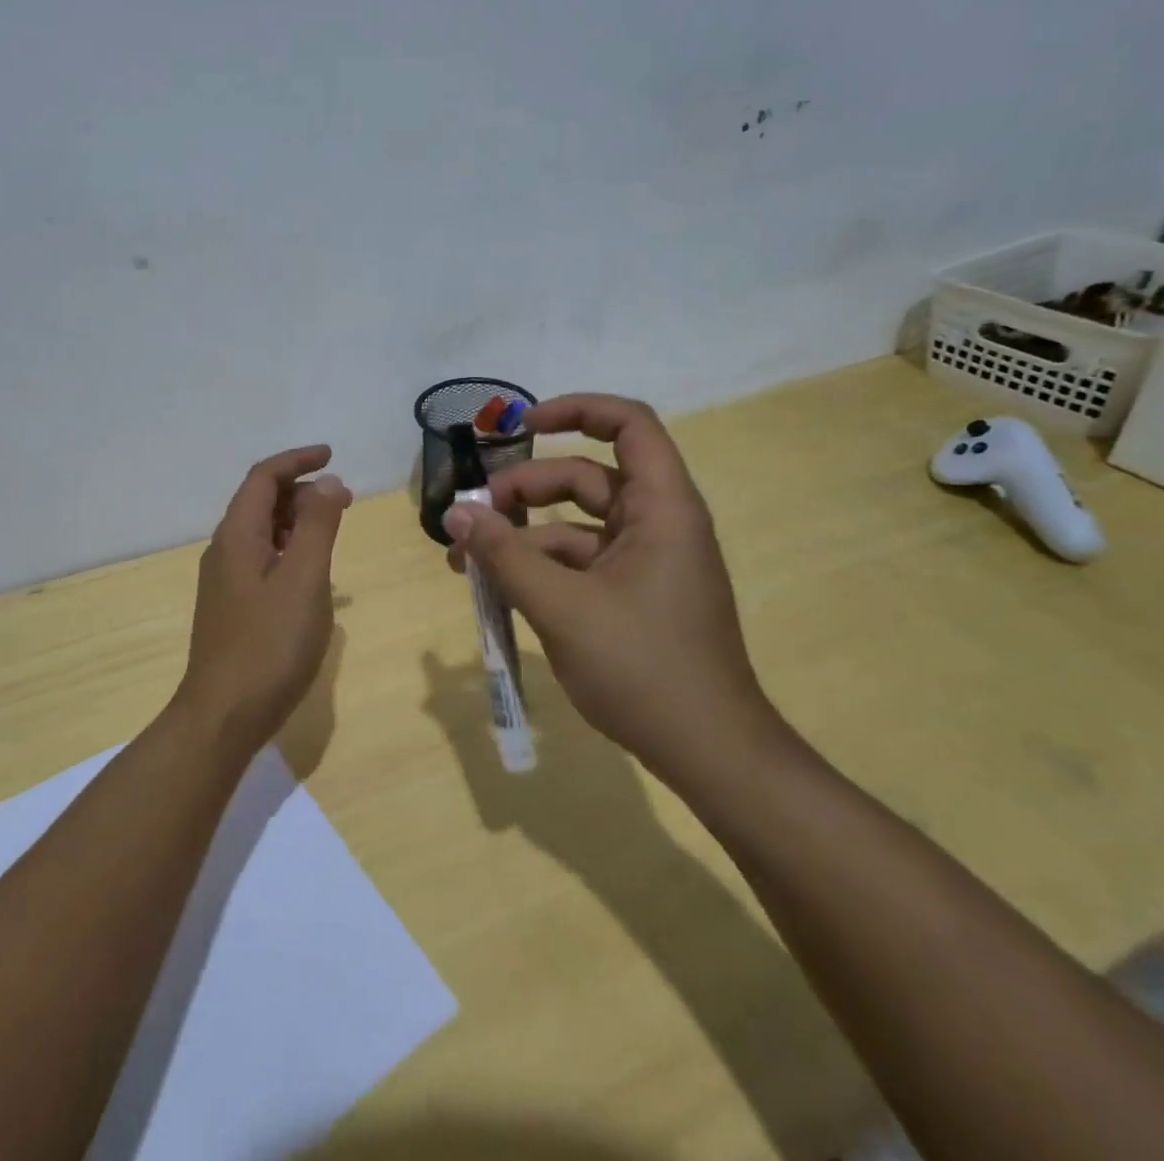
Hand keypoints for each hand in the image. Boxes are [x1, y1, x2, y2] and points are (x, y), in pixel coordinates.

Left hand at [176, 445, 351, 756]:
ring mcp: (226, 582)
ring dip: (298, 521)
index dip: (297, 460)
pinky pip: (264, 560)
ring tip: (334, 529)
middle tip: (344, 499)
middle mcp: (225, 551)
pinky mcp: (233, 608)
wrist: (224, 716)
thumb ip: (319, 526)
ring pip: (263, 533)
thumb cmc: (269, 644)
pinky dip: (291, 551)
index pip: (263, 478)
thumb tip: (328, 482)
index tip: (332, 456)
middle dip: (302, 491)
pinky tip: (314, 574)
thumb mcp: (304, 579)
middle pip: (261, 502)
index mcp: (237, 536)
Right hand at [443, 393, 777, 787]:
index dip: (576, 410)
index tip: (521, 425)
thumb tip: (455, 512)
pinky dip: (539, 569)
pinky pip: (579, 563)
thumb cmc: (643, 667)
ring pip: (575, 525)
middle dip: (525, 490)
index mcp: (661, 508)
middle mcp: (657, 523)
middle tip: (474, 517)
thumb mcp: (561, 607)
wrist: (708, 752)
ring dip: (522, 536)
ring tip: (467, 562)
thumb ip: (504, 555)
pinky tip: (498, 591)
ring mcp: (644, 561)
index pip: (628, 424)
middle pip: (585, 476)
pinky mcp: (632, 594)